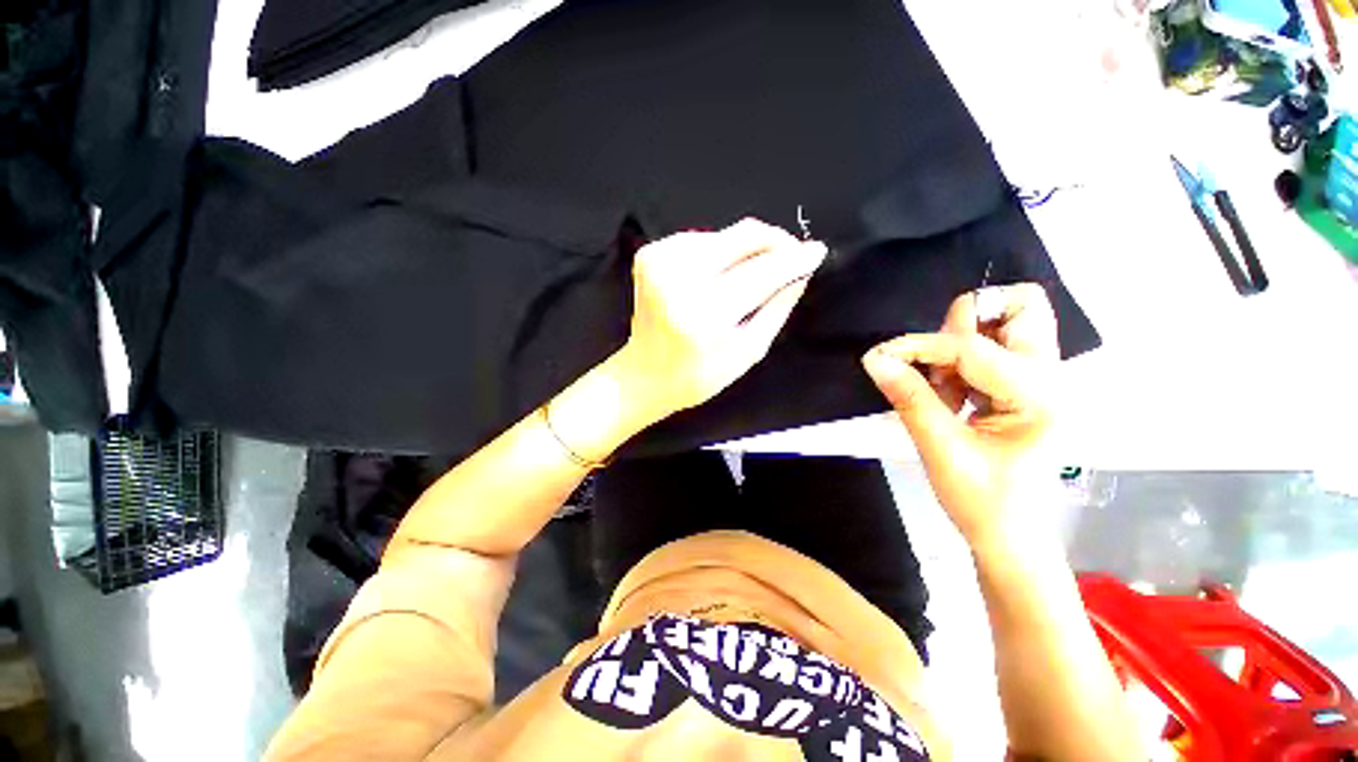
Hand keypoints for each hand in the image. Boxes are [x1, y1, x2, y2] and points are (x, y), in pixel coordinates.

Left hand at [615, 219, 827, 420]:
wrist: (643, 374)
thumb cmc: (697, 376)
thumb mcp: (746, 352)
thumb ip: (776, 309)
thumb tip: (801, 272)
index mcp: (703, 313)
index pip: (760, 273)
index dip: (793, 259)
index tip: (818, 250)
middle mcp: (678, 278)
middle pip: (742, 237)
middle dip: (775, 242)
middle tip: (793, 255)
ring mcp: (659, 260)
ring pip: (724, 235)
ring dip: (746, 251)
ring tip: (749, 278)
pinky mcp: (649, 253)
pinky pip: (701, 239)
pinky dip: (719, 253)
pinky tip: (717, 276)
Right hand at [861, 284, 1060, 550]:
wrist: (1011, 535)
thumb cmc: (983, 502)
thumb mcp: (941, 451)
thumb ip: (909, 399)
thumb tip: (875, 360)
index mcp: (1039, 398)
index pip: (973, 349)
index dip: (919, 347)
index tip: (878, 357)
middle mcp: (1051, 378)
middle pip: (1022, 306)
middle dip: (967, 322)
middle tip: (935, 361)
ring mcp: (1042, 379)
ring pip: (1008, 321)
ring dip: (962, 341)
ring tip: (940, 384)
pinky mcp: (1025, 385)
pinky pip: (994, 346)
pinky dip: (962, 358)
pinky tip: (947, 393)